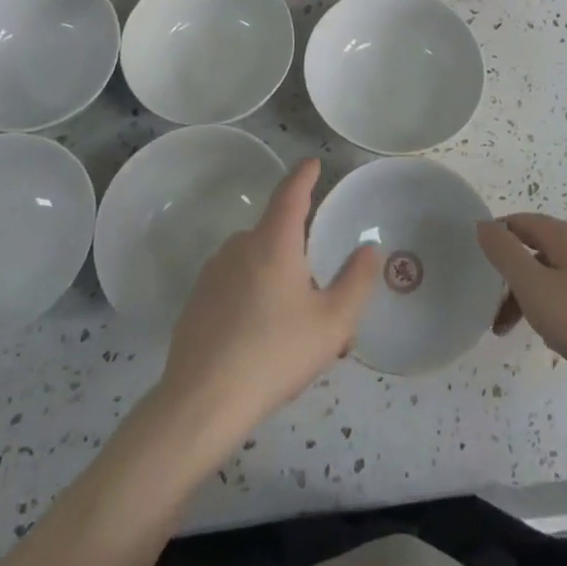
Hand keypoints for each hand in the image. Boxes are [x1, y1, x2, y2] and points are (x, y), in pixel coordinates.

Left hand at [159, 159, 380, 438]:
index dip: (304, 175)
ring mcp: (213, 272)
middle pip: (275, 234)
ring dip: (276, 281)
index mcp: (273, 241)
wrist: (201, 402)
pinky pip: (235, 286)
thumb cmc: (274, 354)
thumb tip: (369, 248)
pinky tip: (260, 343)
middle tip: (320, 296)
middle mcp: (240, 245)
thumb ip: (356, 281)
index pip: (291, 193)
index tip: (313, 163)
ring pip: (255, 263)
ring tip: (295, 330)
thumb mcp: (332, 323)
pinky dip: (252, 299)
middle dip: (298, 254)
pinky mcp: (197, 300)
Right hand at [477, 214, 566, 408]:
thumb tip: (484, 224)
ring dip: (536, 296)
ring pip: (561, 273)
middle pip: (540, 250)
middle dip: (515, 279)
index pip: (521, 223)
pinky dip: (562, 305)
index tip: (480, 270)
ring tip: (528, 331)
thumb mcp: (534, 288)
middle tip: (499, 317)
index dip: (497, 239)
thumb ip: (505, 254)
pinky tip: (564, 335)